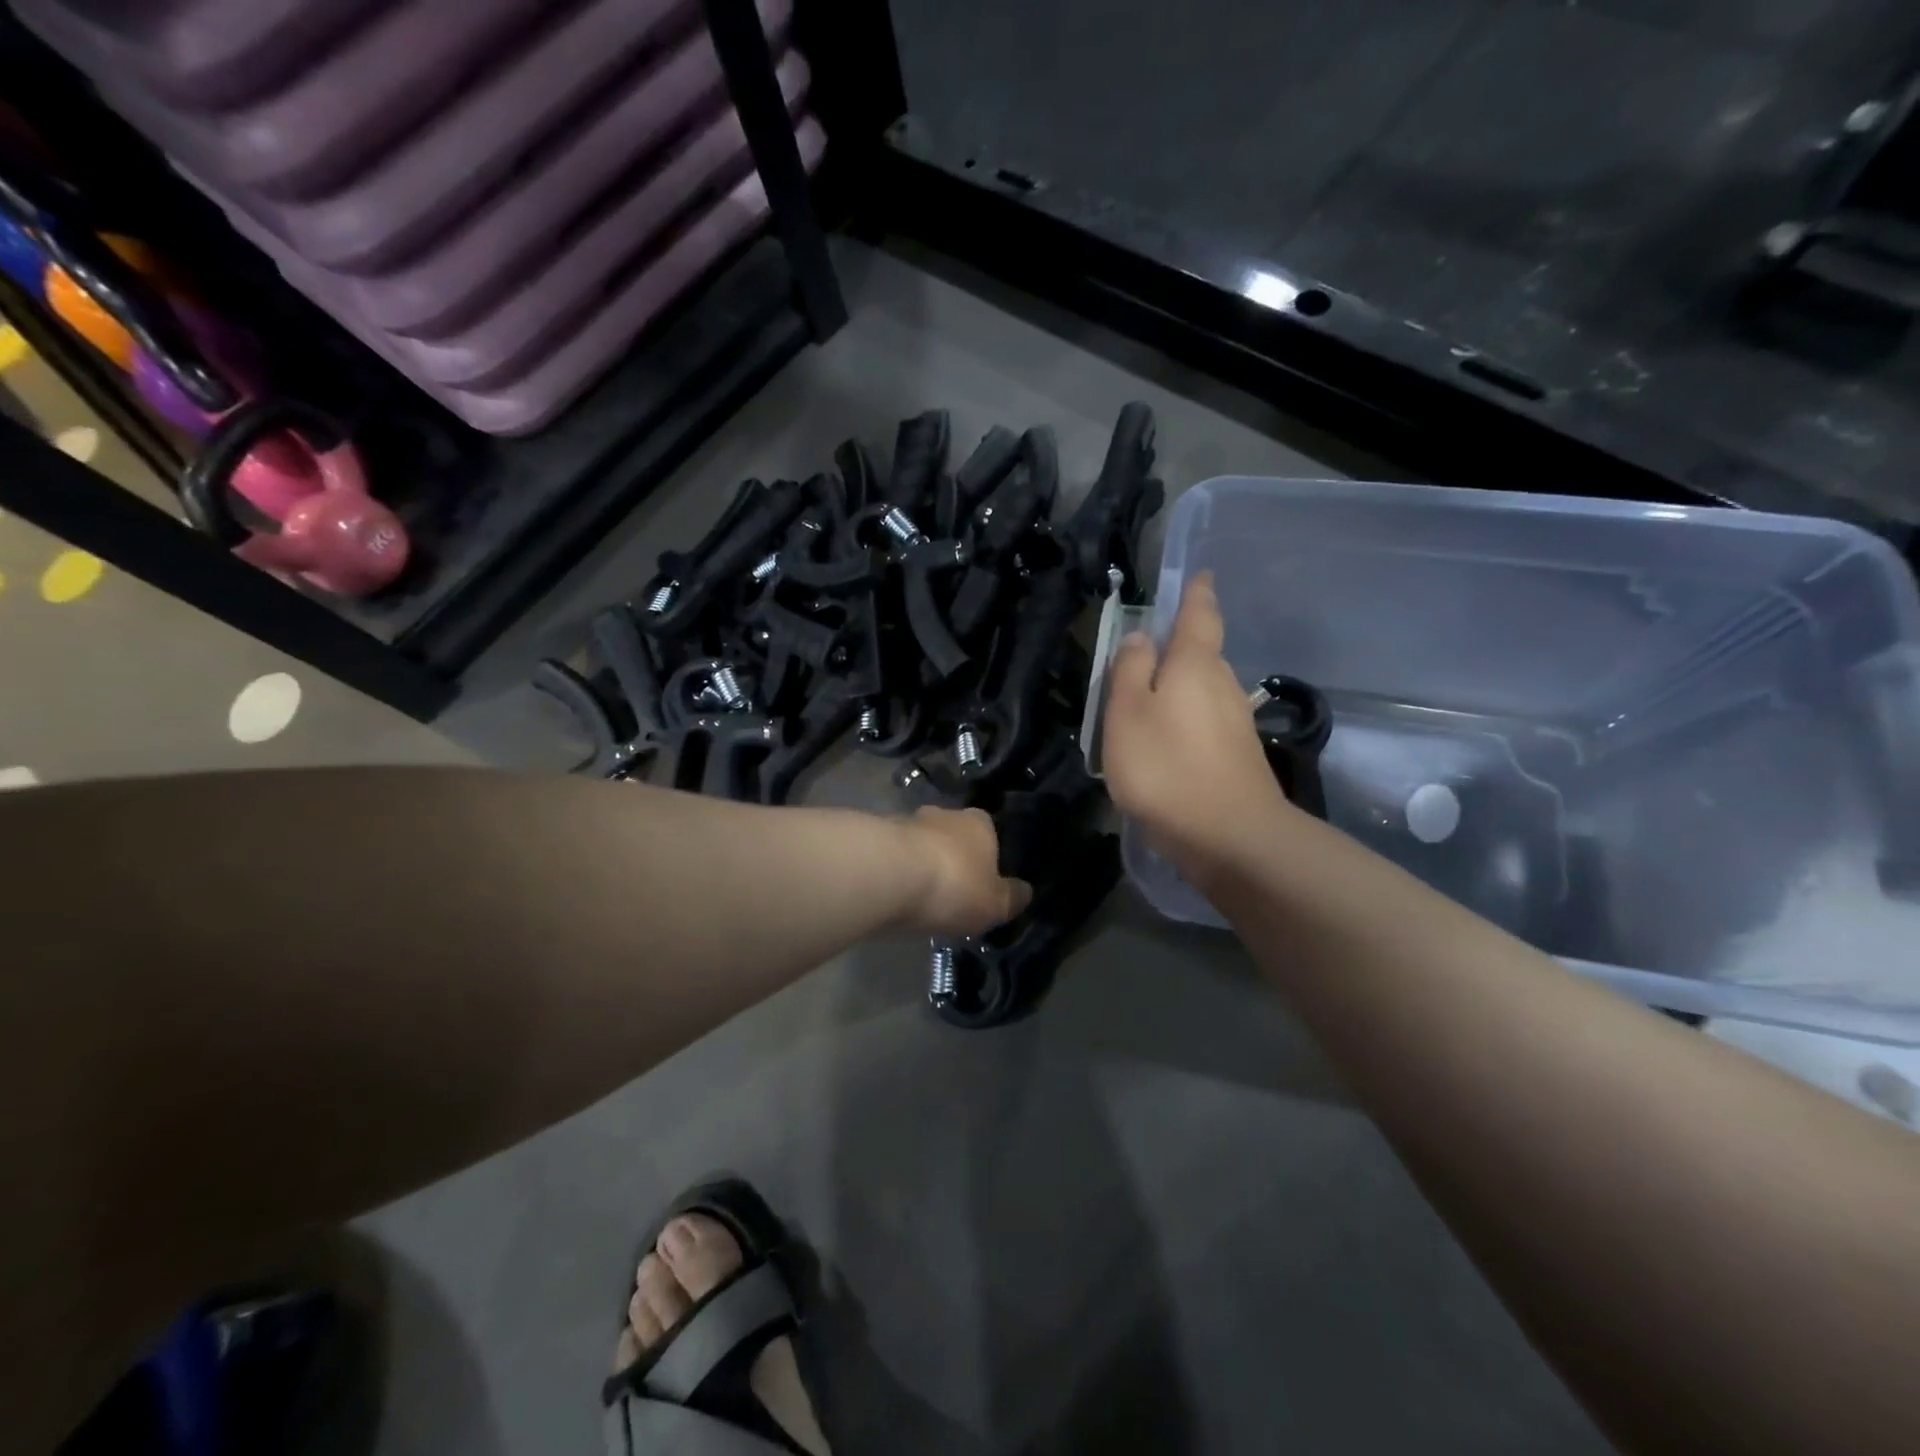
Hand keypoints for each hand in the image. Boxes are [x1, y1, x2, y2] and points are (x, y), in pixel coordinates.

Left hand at [900, 806, 1031, 937]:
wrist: (887, 875)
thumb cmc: (954, 886)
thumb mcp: (995, 904)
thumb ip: (1012, 897)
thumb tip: (1025, 891)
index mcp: (980, 823)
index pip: (990, 833)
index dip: (987, 858)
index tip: (983, 882)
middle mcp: (944, 814)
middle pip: (952, 836)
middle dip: (951, 859)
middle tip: (950, 891)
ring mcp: (907, 822)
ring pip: (920, 844)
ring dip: (920, 864)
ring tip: (919, 897)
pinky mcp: (875, 837)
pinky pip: (893, 857)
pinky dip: (895, 872)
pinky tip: (894, 895)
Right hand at [1102, 572, 1293, 880]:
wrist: (1230, 837)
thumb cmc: (1167, 768)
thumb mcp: (1128, 715)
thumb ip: (1130, 672)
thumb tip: (1139, 637)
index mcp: (1195, 665)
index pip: (1200, 615)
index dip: (1198, 593)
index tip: (1202, 575)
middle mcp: (1223, 686)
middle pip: (1203, 654)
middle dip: (1180, 648)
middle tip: (1146, 653)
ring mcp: (1236, 723)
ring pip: (1203, 691)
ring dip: (1180, 689)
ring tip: (1146, 701)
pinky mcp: (1238, 757)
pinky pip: (1205, 723)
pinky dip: (1185, 722)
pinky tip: (1166, 744)